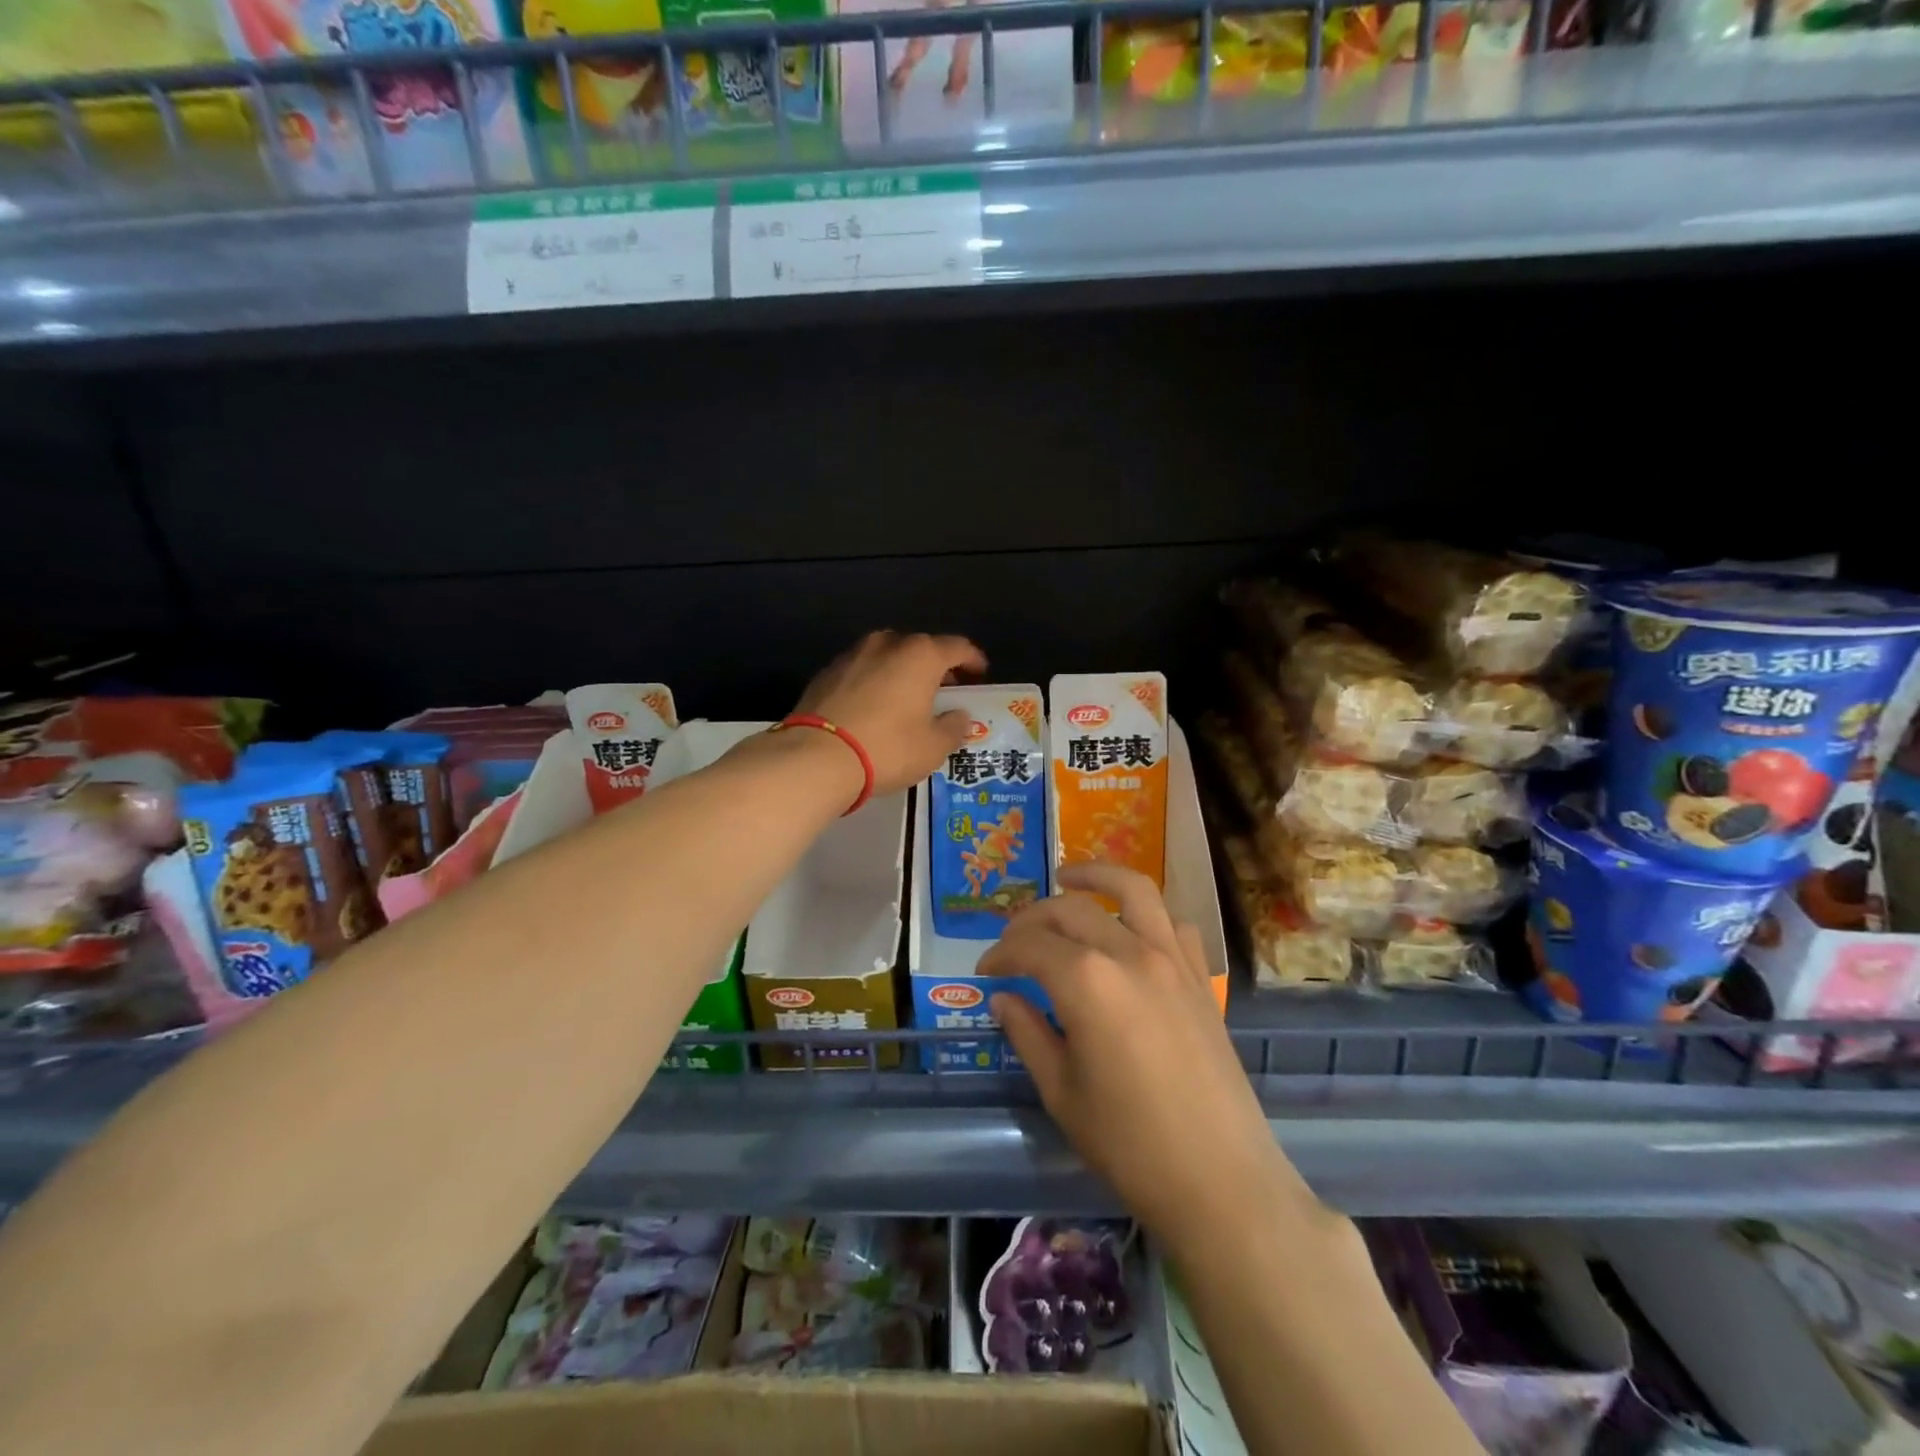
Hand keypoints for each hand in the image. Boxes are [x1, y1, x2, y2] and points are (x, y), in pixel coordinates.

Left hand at [794, 631, 986, 793]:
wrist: (816, 757)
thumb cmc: (887, 748)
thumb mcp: (933, 747)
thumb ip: (953, 727)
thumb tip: (959, 716)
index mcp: (920, 655)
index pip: (957, 647)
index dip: (973, 660)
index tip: (979, 675)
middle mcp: (887, 644)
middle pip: (920, 648)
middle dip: (936, 666)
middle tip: (944, 690)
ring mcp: (852, 655)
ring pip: (887, 656)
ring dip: (901, 672)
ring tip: (907, 698)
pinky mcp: (826, 673)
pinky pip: (861, 671)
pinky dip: (874, 682)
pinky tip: (874, 707)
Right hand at [981, 863, 1316, 1252]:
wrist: (1219, 1180)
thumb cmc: (1129, 1143)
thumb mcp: (1061, 1091)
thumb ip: (1027, 1032)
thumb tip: (1002, 998)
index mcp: (1086, 982)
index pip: (1030, 946)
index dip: (1001, 952)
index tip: (986, 970)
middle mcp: (1129, 953)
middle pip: (1071, 910)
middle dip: (1033, 918)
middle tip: (1013, 941)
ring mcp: (1172, 959)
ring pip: (1133, 890)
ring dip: (1096, 876)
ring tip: (1069, 878)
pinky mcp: (1201, 977)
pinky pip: (1173, 924)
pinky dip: (1146, 914)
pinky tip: (1130, 930)